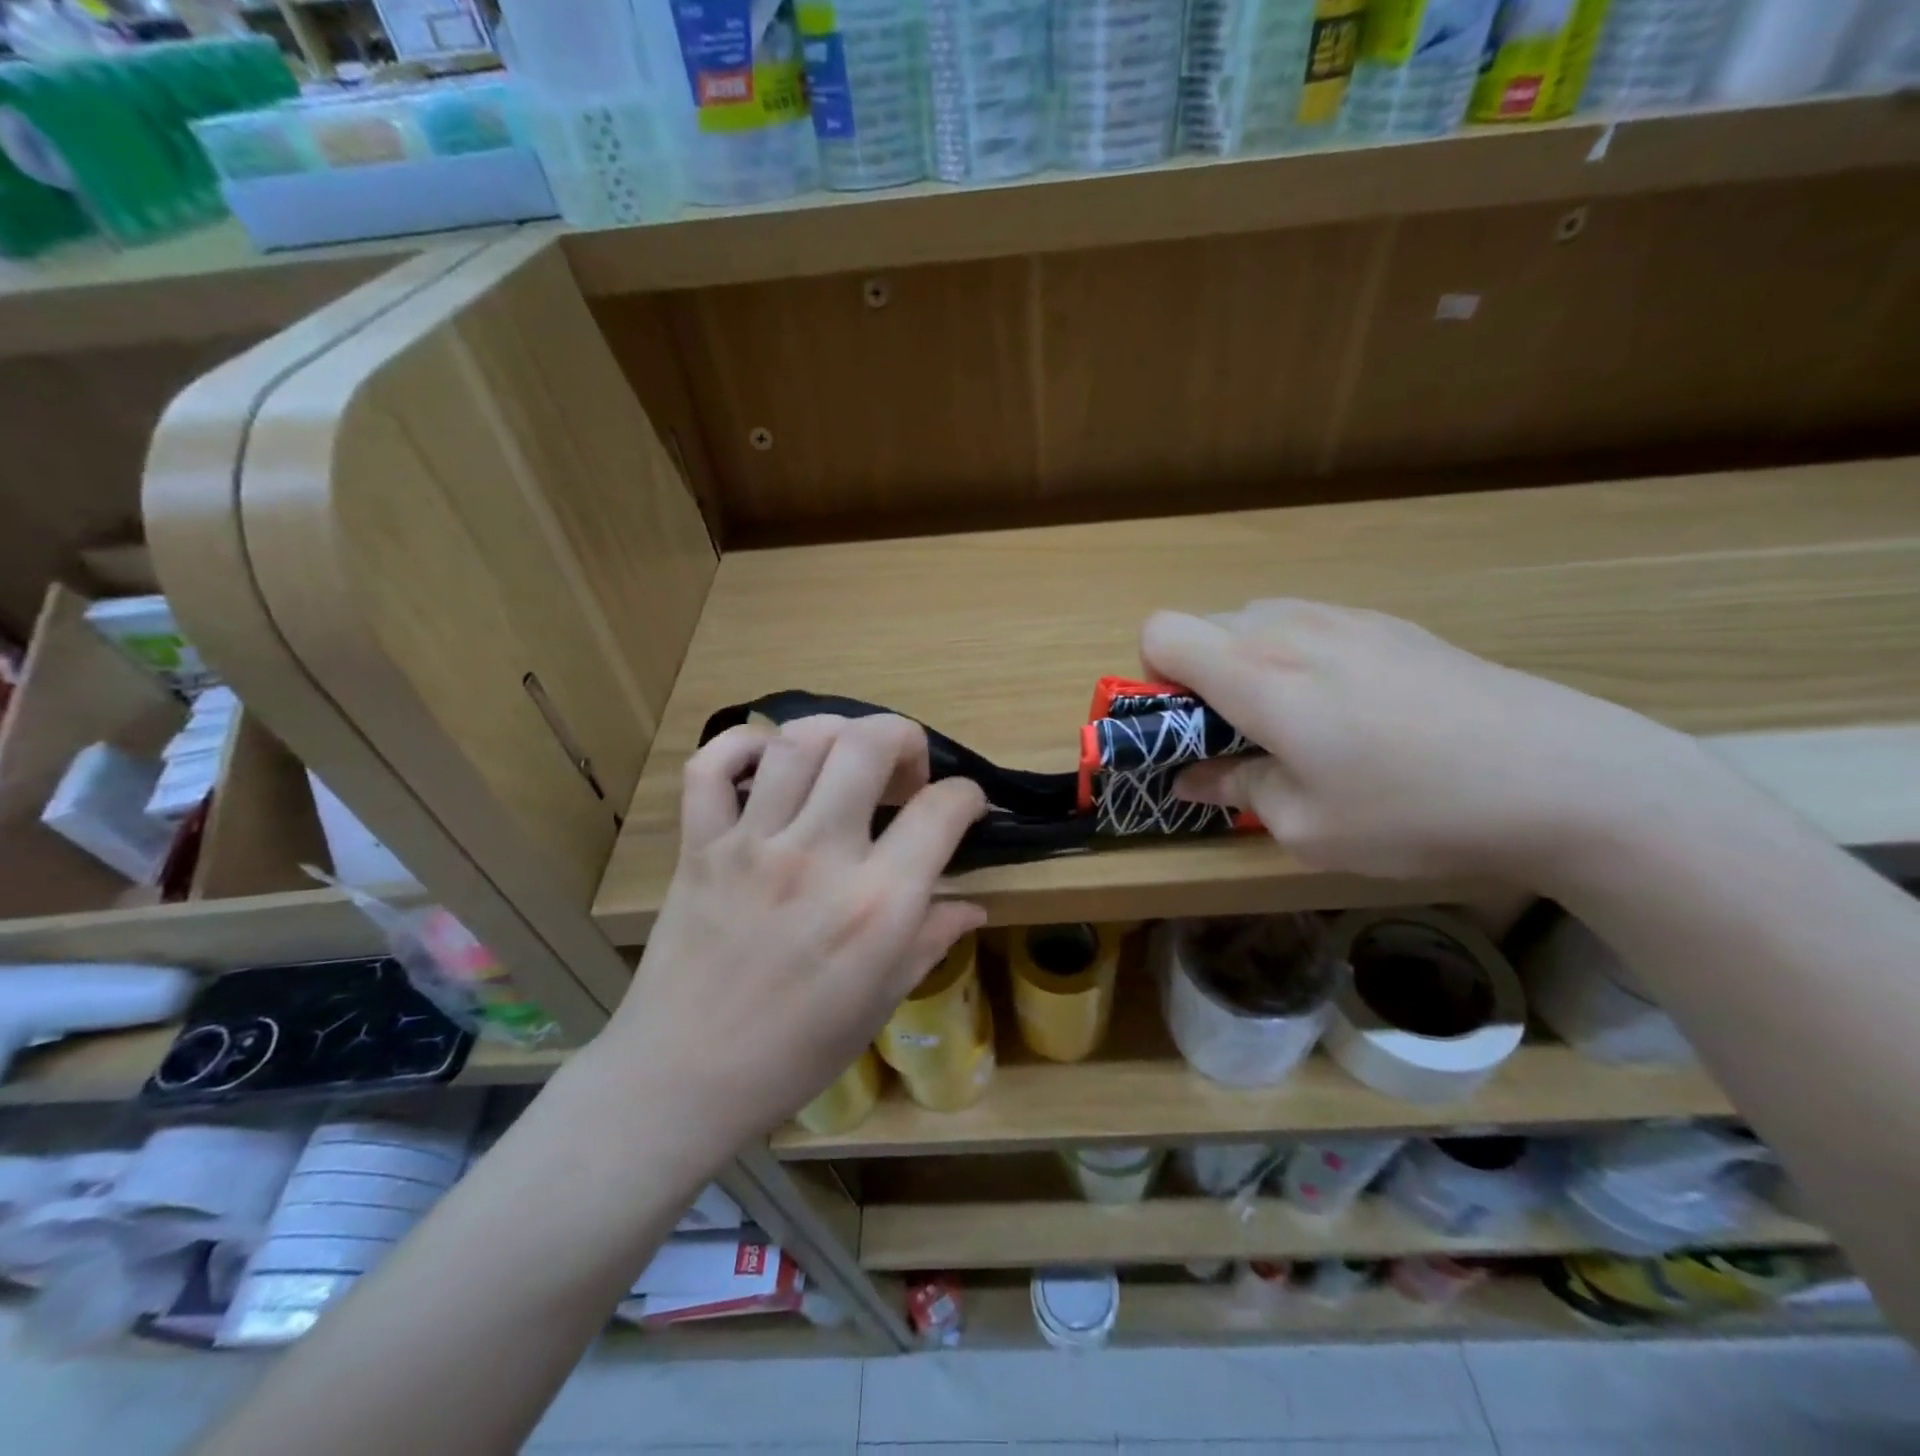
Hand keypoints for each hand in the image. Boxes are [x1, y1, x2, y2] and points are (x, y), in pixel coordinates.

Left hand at [599, 715, 986, 1155]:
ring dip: (835, 733)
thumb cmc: (795, 1053)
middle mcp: (818, 858)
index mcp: (876, 905)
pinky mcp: (700, 847)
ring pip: (797, 742)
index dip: (966, 795)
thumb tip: (973, 905)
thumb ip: (931, 939)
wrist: (683, 1080)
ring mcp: (752, 846)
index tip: (964, 805)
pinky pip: (711, 767)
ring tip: (845, 759)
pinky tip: (768, 761)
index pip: (941, 810)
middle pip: (868, 745)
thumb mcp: (881, 1001)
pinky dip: (741, 745)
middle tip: (905, 771)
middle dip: (904, 737)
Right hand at [1143, 601, 1697, 883]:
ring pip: (1259, 621)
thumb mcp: (1304, 826)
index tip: (1188, 728)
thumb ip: (1233, 789)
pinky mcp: (1393, 624)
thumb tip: (1193, 776)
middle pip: (1205, 625)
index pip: (1160, 632)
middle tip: (1240, 737)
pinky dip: (1300, 659)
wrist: (1566, 777)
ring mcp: (1347, 618)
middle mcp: (1291, 629)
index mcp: (1256, 675)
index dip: (1154, 679)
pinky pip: (1312, 626)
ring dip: (1249, 666)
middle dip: (1199, 677)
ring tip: (1298, 724)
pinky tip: (1356, 712)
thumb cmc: (1412, 810)